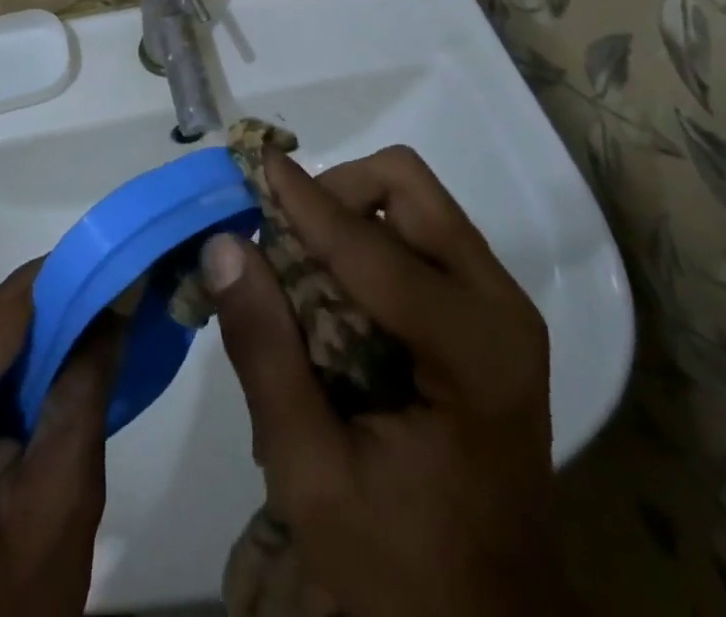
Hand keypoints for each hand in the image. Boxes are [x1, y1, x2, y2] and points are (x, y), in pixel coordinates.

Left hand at [0, 265, 118, 616]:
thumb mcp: (60, 503)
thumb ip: (85, 387)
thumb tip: (120, 291)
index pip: (14, 304)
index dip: (81, 277)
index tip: (137, 269)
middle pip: (6, 312)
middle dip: (70, 312)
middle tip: (130, 320)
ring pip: (1, 325)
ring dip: (54, 336)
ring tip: (104, 352)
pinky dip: (31, 359)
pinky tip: (64, 379)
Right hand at [203, 148, 581, 616]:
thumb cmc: (403, 565)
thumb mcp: (312, 472)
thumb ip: (265, 352)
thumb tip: (223, 245)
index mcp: (472, 351)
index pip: (371, 246)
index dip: (304, 200)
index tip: (254, 161)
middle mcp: (500, 307)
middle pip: (408, 189)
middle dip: (337, 194)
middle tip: (282, 237)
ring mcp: (502, 306)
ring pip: (414, 203)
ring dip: (350, 214)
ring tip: (301, 269)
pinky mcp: (490, 314)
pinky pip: (420, 235)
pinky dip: (367, 239)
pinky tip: (334, 293)